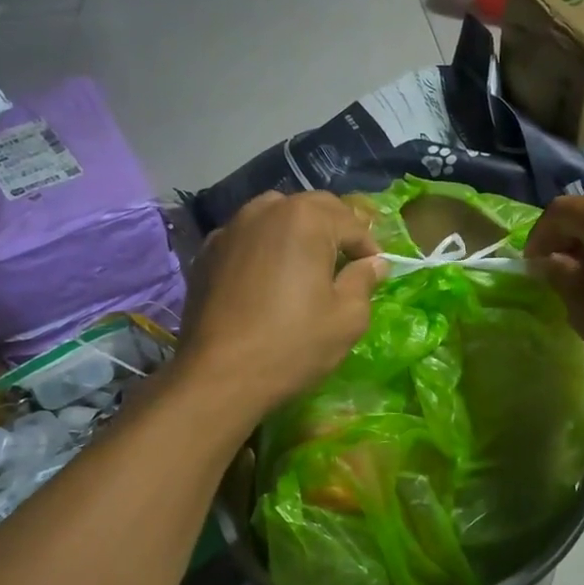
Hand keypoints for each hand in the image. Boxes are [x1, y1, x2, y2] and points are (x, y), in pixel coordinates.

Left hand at [178, 191, 386, 420]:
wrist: (219, 376)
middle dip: (335, 231)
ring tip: (307, 266)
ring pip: (276, 217)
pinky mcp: (207, 252)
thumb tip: (375, 263)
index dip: (369, 248)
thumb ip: (364, 281)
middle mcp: (266, 210)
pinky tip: (268, 278)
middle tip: (347, 264)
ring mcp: (231, 228)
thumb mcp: (347, 318)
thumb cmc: (292, 344)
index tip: (376, 272)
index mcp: (305, 219)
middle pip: (312, 208)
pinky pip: (247, 238)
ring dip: (297, 233)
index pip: (351, 223)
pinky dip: (265, 248)